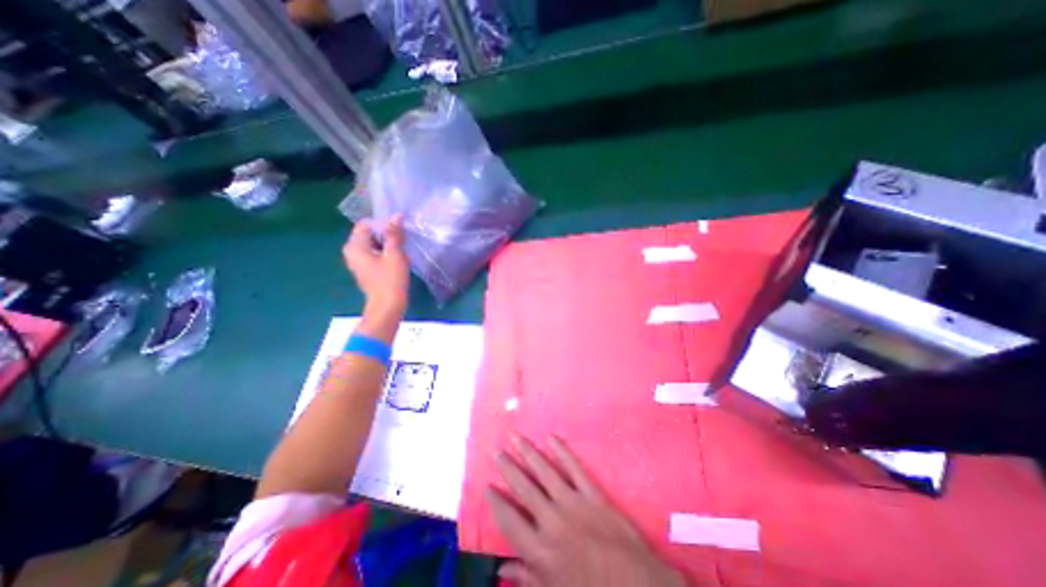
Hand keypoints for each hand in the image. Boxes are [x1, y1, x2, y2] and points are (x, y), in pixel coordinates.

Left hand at [345, 218, 407, 321]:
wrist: (388, 307)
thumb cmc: (391, 280)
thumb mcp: (395, 255)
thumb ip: (394, 234)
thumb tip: (396, 215)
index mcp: (355, 246)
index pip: (367, 224)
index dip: (383, 224)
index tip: (399, 232)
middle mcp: (352, 251)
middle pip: (370, 233)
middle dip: (386, 235)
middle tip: (402, 242)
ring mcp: (358, 261)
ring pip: (374, 244)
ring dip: (388, 245)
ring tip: (401, 252)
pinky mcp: (365, 269)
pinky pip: (375, 253)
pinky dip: (385, 253)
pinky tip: (397, 260)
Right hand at [489, 436, 687, 585]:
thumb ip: (526, 578)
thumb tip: (501, 567)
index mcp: (540, 550)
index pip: (509, 520)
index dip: (496, 502)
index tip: (487, 485)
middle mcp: (552, 521)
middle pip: (523, 488)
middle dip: (507, 468)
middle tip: (496, 451)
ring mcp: (573, 503)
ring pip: (545, 471)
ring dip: (528, 452)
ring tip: (515, 437)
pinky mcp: (592, 493)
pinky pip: (574, 468)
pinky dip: (562, 451)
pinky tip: (551, 438)